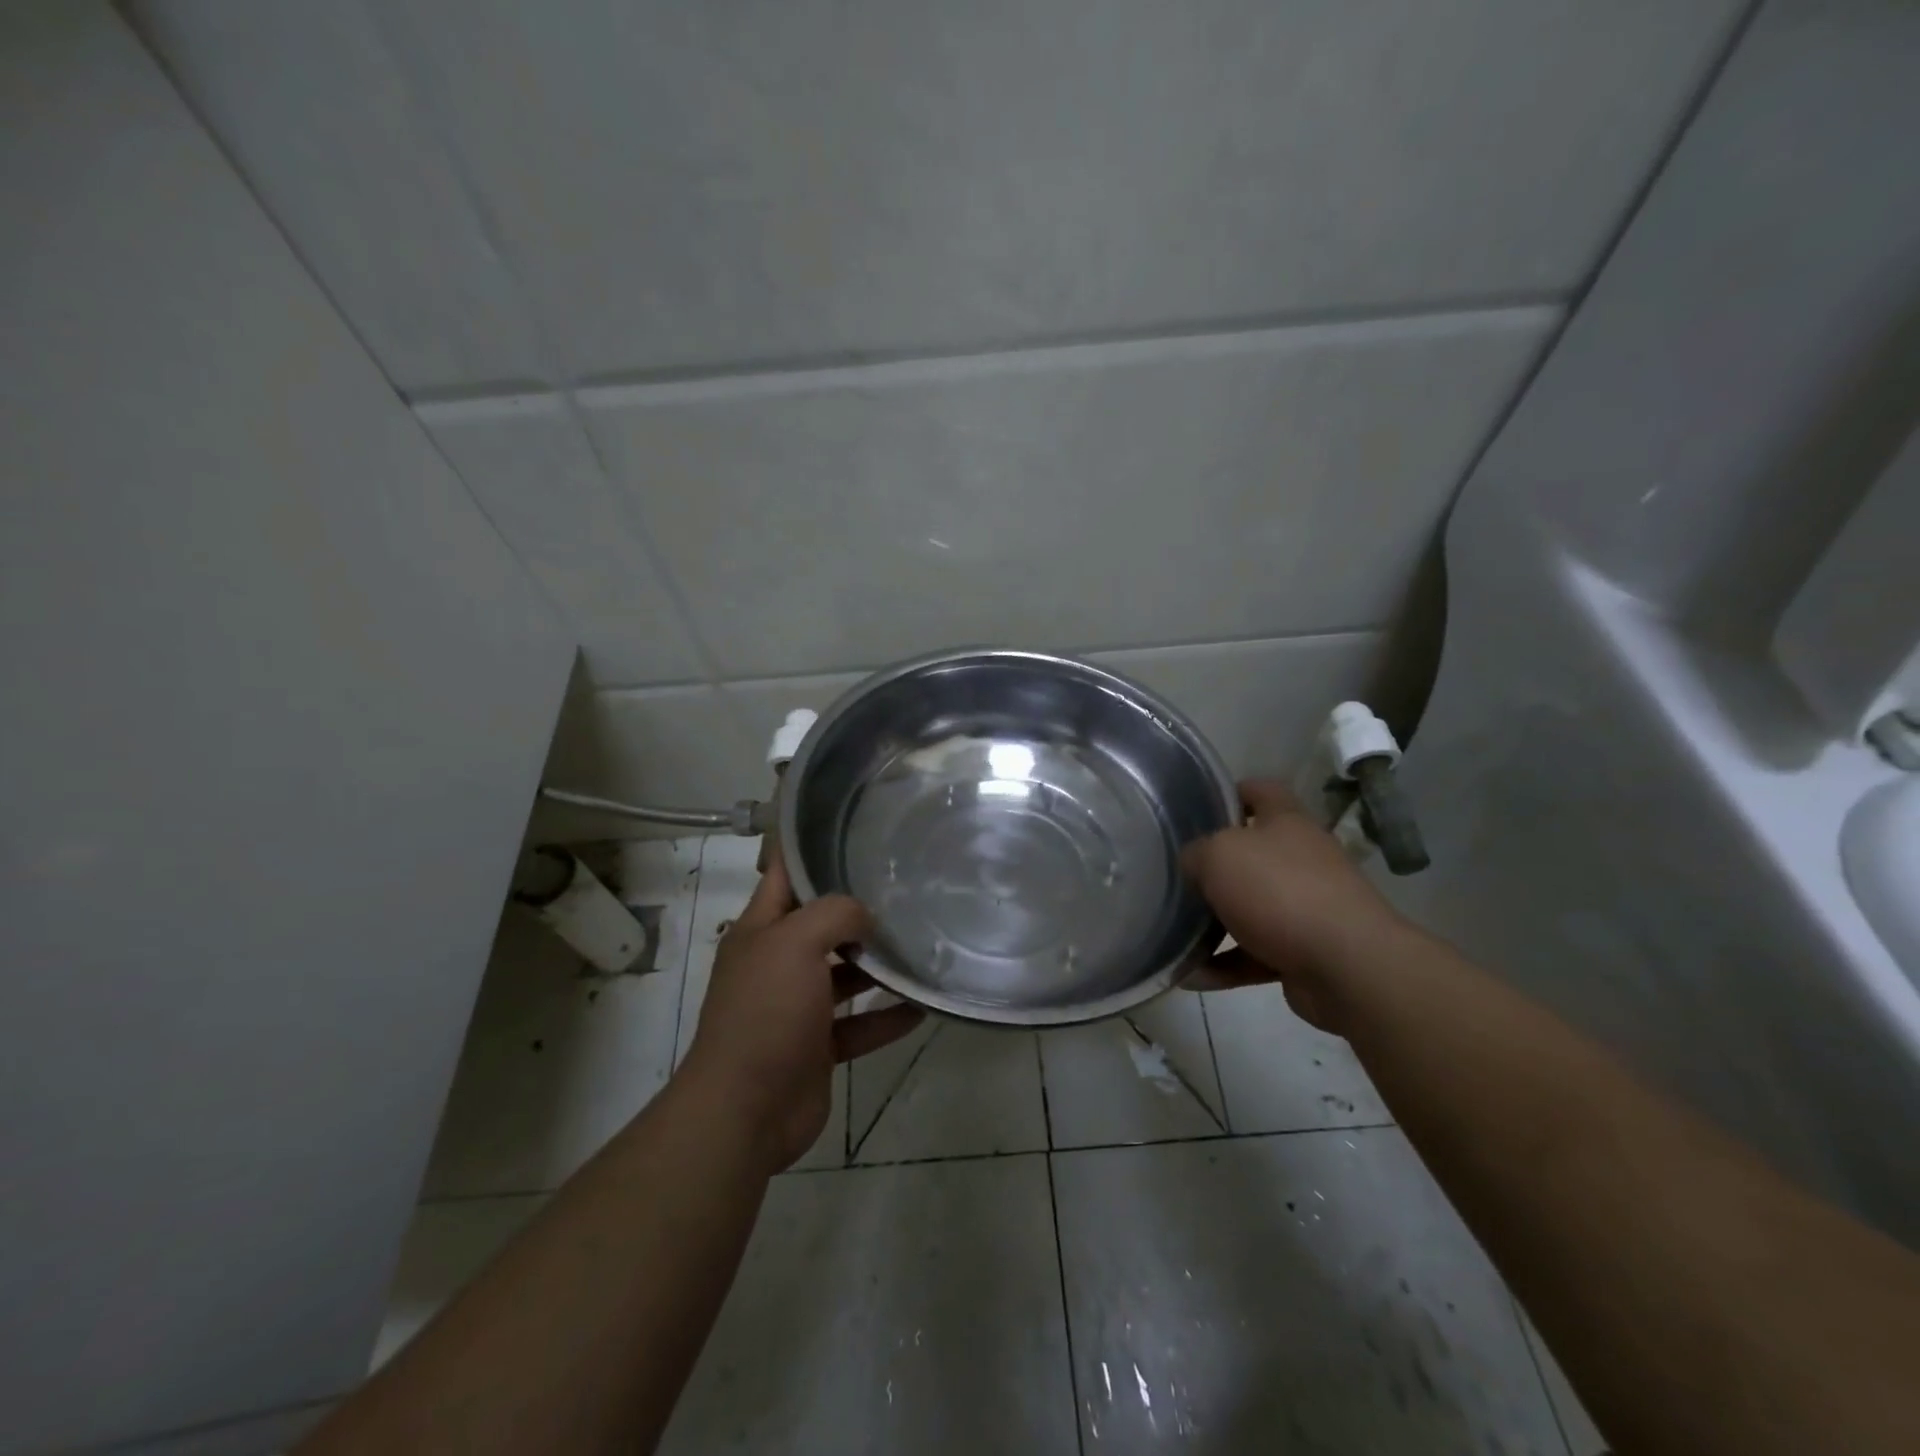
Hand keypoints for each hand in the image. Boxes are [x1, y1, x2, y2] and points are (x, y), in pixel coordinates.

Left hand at [683, 849, 922, 1171]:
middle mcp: (778, 963)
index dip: (810, 851)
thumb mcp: (795, 943)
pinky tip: (922, 1006)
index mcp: (761, 931)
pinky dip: (886, 1018)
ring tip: (921, 945)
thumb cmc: (766, 1012)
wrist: (745, 1110)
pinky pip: (859, 1025)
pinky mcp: (817, 1047)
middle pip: (821, 926)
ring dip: (878, 966)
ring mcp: (797, 1007)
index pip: (784, 876)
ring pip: (844, 976)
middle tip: (905, 890)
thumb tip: (866, 917)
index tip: (853, 833)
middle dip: (858, 911)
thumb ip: (835, 914)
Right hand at [1180, 779, 1407, 1031]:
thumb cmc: (1279, 891)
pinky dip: (1224, 965)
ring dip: (1216, 921)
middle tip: (1177, 873)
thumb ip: (1196, 853)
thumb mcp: (1219, 856)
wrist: (1348, 966)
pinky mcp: (1305, 953)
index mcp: (1287, 823)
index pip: (1262, 791)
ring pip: (1252, 907)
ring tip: (1174, 931)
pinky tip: (1190, 976)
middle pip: (1254, 852)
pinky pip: (1255, 954)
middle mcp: (1301, 859)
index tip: (1199, 806)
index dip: (1233, 792)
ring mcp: (1307, 907)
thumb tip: (1193, 864)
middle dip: (1216, 864)